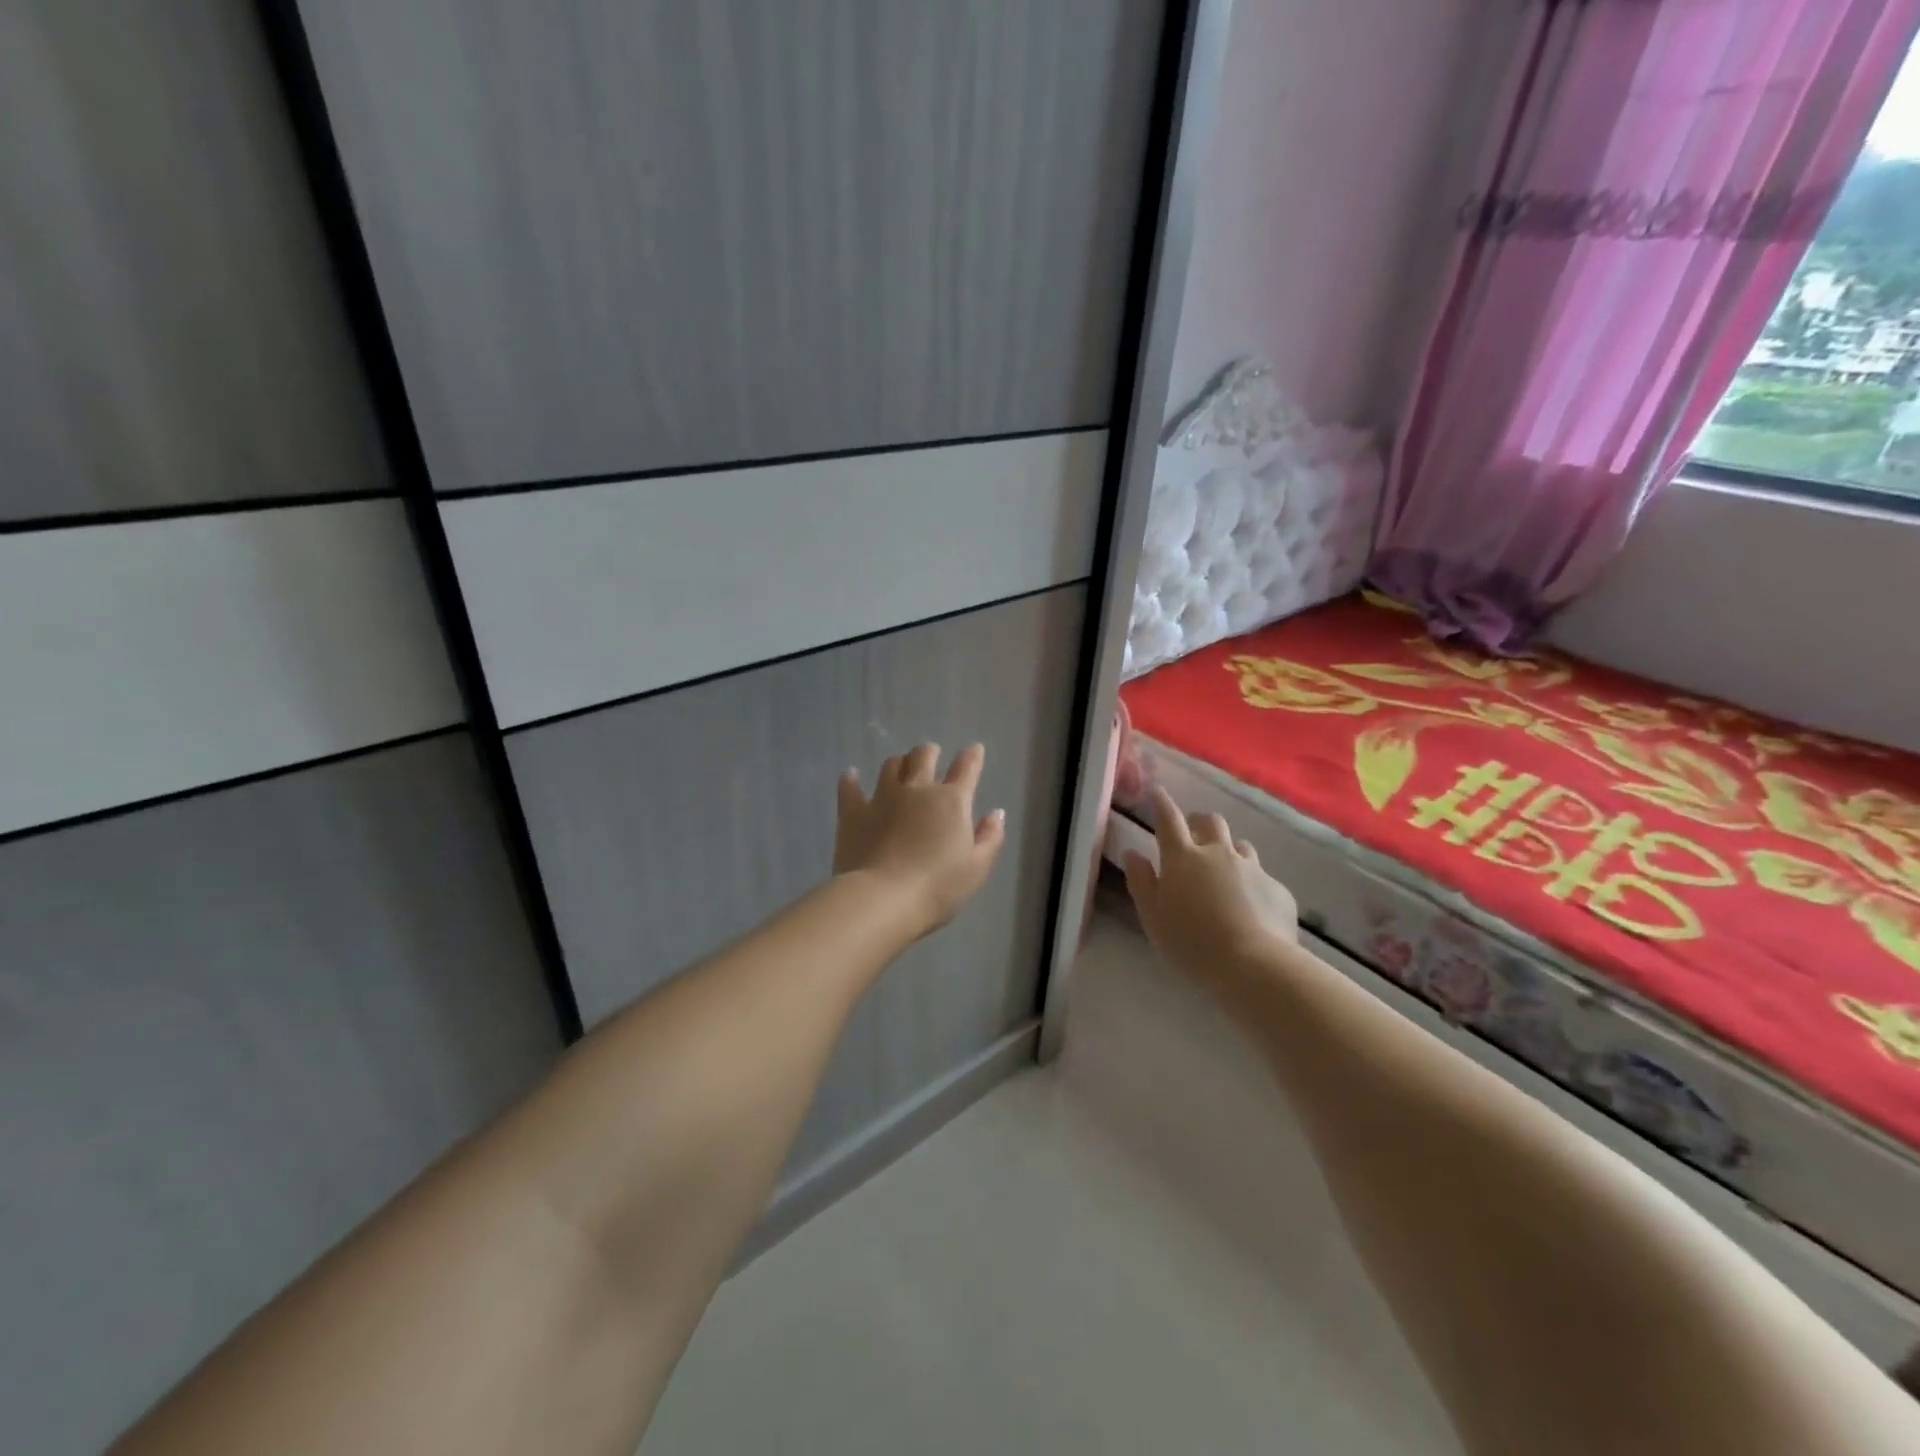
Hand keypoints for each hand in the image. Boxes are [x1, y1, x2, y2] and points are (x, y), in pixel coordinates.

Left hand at [835, 743, 1006, 939]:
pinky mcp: (853, 812)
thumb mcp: (977, 868)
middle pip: (923, 756)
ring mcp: (882, 798)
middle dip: (930, 752)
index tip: (974, 749)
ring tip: (900, 766)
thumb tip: (996, 813)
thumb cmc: (937, 887)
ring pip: (891, 766)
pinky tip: (850, 776)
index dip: (972, 756)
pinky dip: (851, 780)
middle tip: (931, 754)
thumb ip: (990, 837)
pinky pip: (850, 789)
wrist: (883, 899)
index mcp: (951, 802)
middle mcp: (917, 789)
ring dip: (898, 763)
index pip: (966, 768)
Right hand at [1124, 787, 1296, 984]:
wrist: (1254, 965)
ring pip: (1240, 846)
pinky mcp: (1278, 889)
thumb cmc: (1191, 942)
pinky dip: (1253, 885)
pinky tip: (1251, 909)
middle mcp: (1218, 853)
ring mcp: (1252, 869)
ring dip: (1229, 851)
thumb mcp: (1153, 916)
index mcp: (1182, 858)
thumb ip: (1141, 881)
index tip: (1157, 791)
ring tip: (1224, 872)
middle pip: (1210, 822)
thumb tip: (1133, 853)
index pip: (1168, 819)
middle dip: (1199, 822)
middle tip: (1192, 834)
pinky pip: (1263, 878)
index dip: (1161, 802)